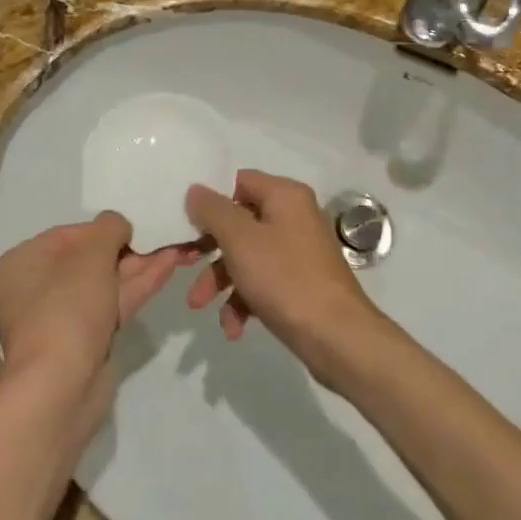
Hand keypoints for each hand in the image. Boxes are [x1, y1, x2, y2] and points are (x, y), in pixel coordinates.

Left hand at [0, 213, 182, 413]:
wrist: (61, 387)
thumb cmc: (67, 306)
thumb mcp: (92, 253)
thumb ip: (109, 228)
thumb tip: (117, 225)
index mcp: (20, 264)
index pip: (65, 235)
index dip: (101, 229)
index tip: (130, 226)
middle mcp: (34, 290)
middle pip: (87, 260)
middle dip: (126, 250)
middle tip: (158, 236)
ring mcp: (60, 320)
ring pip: (104, 284)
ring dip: (138, 267)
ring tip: (174, 248)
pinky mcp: (84, 343)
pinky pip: (111, 305)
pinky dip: (136, 288)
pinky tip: (167, 268)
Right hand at [183, 171, 384, 385]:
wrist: (338, 338)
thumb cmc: (285, 278)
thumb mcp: (240, 240)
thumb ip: (213, 211)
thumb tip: (195, 189)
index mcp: (285, 195)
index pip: (238, 181)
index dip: (210, 201)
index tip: (186, 224)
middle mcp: (294, 217)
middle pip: (239, 222)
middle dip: (208, 248)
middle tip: (182, 264)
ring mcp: (298, 252)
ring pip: (247, 256)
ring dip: (220, 280)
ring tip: (199, 306)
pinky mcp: (299, 284)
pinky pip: (263, 283)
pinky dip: (243, 301)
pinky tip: (232, 328)